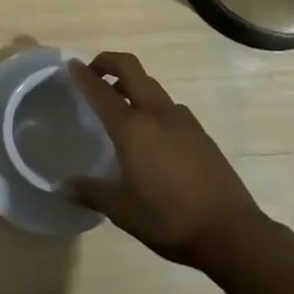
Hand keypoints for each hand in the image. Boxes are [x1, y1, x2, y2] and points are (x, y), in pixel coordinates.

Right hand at [68, 52, 264, 267]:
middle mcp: (156, 113)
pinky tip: (151, 136)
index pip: (101, 90)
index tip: (72, 64)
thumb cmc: (168, 219)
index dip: (84, 75)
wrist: (231, 231)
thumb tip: (62, 186)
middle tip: (94, 73)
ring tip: (120, 107)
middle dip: (109, 62)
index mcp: (132, 127)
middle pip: (130, 68)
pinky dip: (151, 106)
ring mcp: (181, 119)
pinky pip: (168, 106)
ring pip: (151, 86)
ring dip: (132, 85)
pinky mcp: (199, 131)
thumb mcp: (122, 211)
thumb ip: (91, 192)